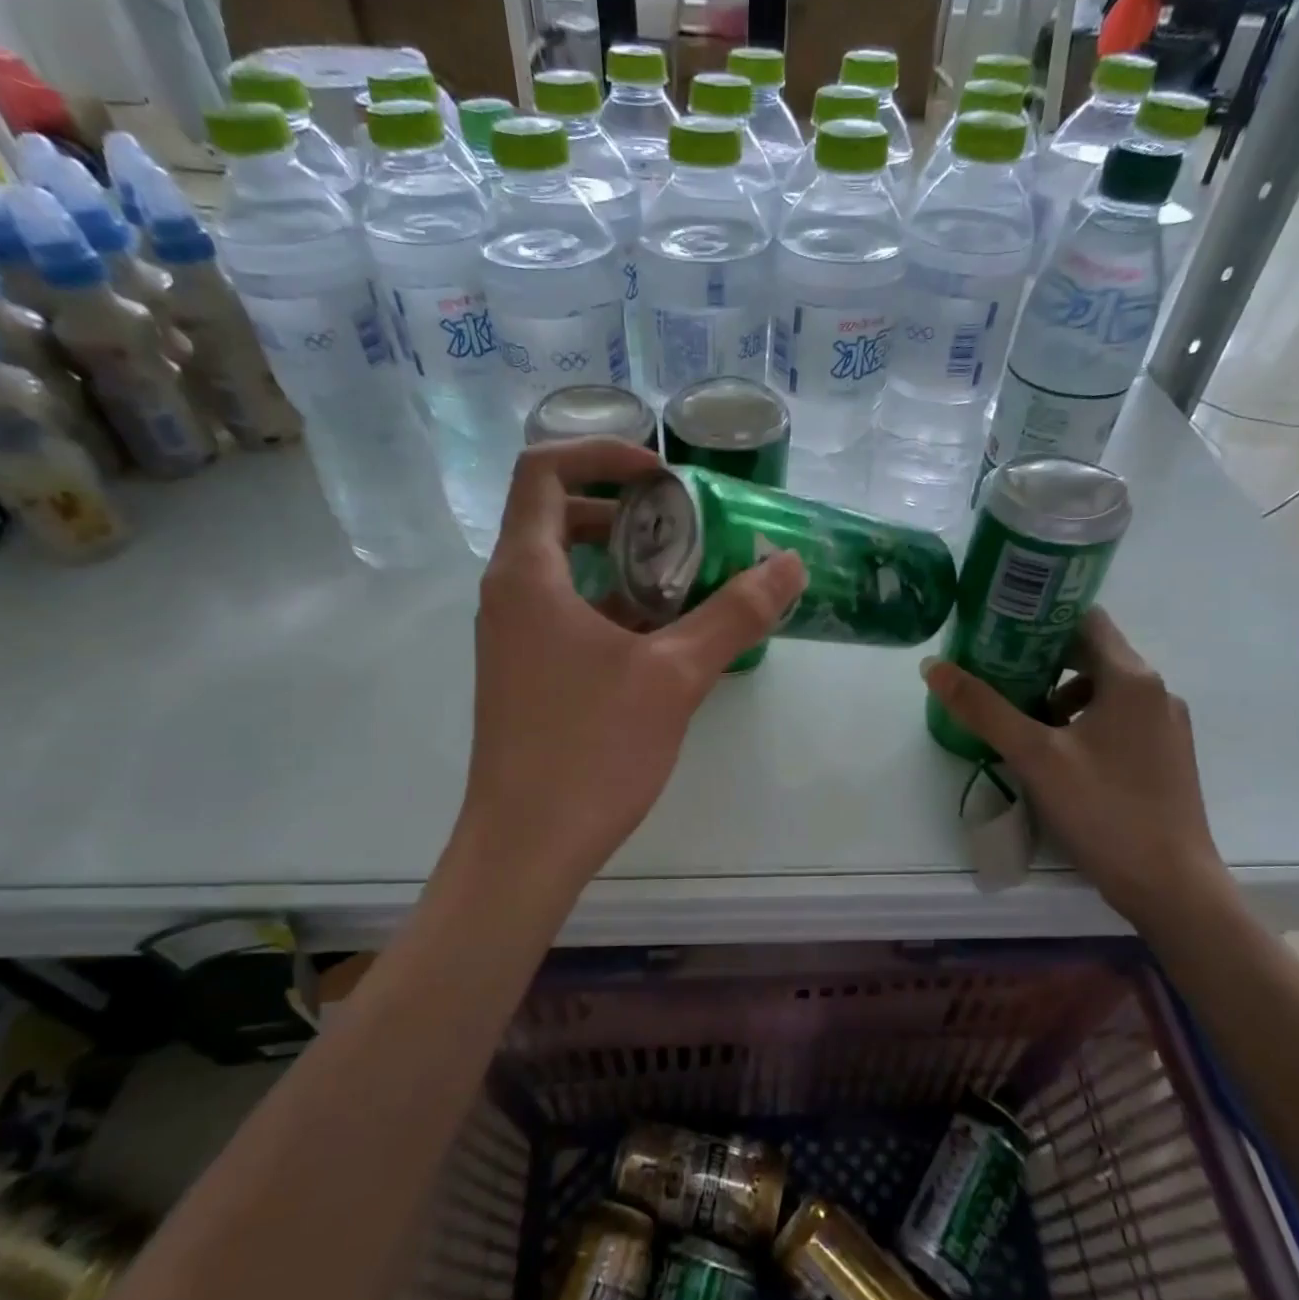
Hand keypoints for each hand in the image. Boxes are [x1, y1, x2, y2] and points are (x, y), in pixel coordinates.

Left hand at [458, 439, 807, 890]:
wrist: (527, 845)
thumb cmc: (590, 750)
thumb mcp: (674, 676)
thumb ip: (733, 615)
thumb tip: (789, 564)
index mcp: (528, 575)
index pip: (543, 470)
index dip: (602, 455)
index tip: (663, 480)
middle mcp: (508, 595)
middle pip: (555, 516)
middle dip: (621, 510)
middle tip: (683, 528)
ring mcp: (512, 638)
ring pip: (563, 570)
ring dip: (621, 563)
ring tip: (685, 581)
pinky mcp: (525, 674)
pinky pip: (565, 614)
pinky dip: (611, 606)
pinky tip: (663, 639)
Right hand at [921, 608, 1231, 927]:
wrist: (1171, 887)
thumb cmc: (1103, 810)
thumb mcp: (1033, 755)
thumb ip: (982, 708)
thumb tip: (933, 666)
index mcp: (1131, 679)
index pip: (1084, 618)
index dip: (1039, 618)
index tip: (997, 631)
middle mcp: (1156, 692)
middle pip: (1091, 654)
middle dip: (1040, 661)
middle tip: (994, 674)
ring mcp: (1165, 726)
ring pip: (1102, 690)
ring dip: (1059, 695)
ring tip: (1019, 720)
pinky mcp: (1164, 757)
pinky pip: (1116, 719)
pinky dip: (1081, 722)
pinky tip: (1055, 755)